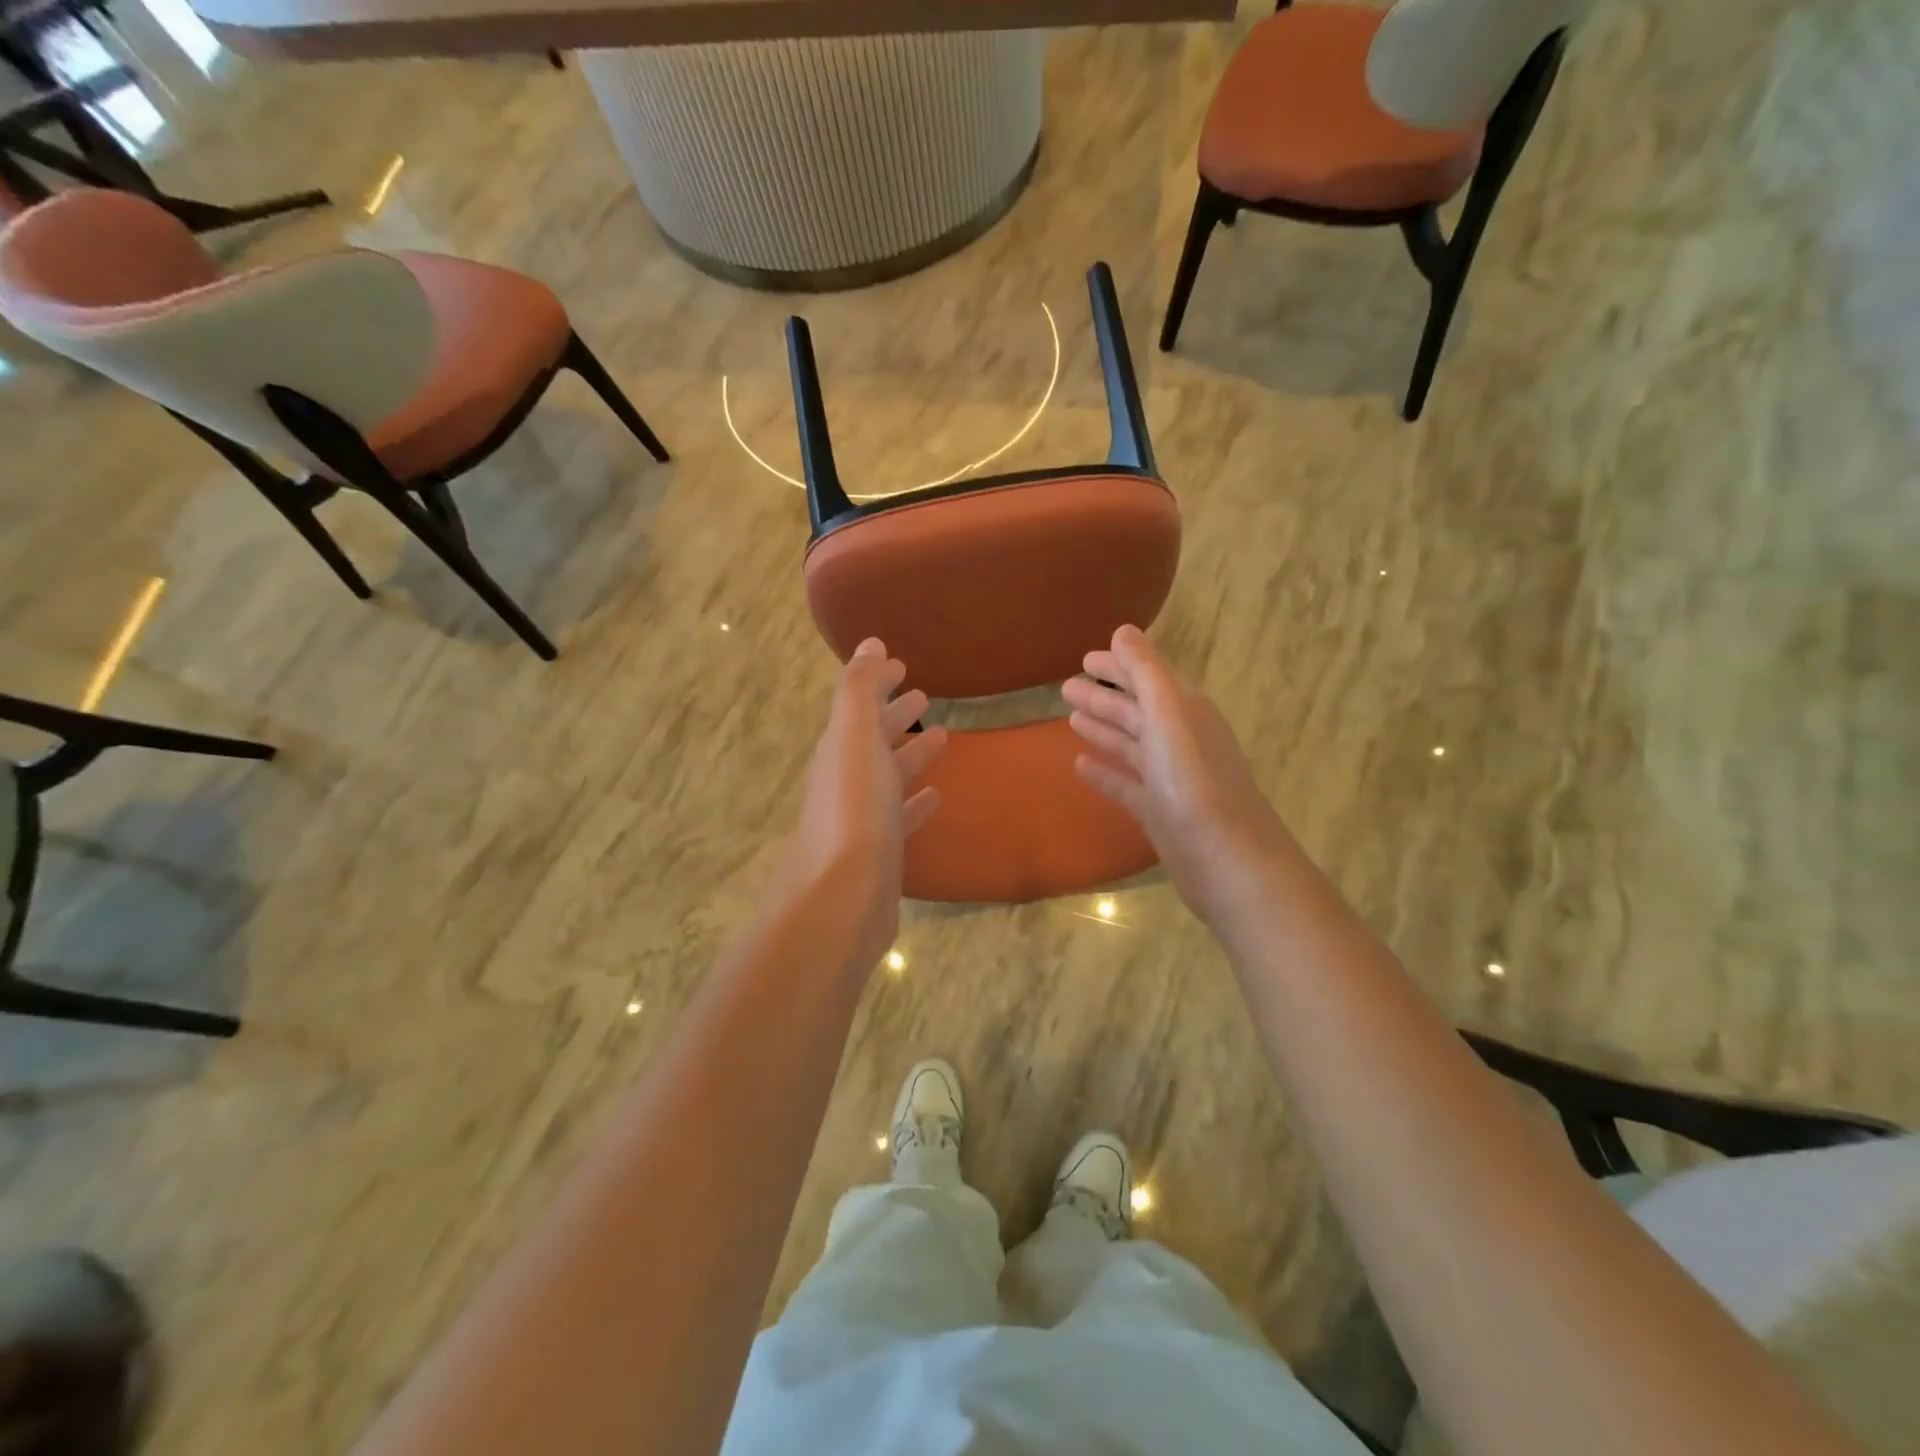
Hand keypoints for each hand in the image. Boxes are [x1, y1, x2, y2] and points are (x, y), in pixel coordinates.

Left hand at [789, 639, 947, 962]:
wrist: (844, 895)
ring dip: (910, 754)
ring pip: (888, 776)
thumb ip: (860, 690)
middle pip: (872, 740)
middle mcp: (845, 781)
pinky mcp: (880, 852)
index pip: (858, 707)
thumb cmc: (854, 809)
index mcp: (838, 750)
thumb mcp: (855, 739)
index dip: (877, 684)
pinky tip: (935, 795)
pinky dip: (915, 802)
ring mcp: (862, 819)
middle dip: (895, 715)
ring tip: (943, 735)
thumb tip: (869, 643)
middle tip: (923, 695)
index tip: (902, 665)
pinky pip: (900, 816)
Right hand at [1062, 625, 1290, 924]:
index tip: (1085, 657)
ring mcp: (1169, 779)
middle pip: (1137, 710)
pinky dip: (1105, 772)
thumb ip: (1145, 672)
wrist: (1226, 860)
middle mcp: (1179, 740)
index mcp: (1185, 712)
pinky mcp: (1159, 813)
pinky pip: (1126, 784)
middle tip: (1066, 686)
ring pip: (1130, 745)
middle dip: (1104, 697)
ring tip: (1070, 718)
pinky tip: (1081, 765)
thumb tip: (1123, 631)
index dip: (1119, 665)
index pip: (1149, 678)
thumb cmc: (1194, 781)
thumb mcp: (1169, 715)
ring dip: (1103, 729)